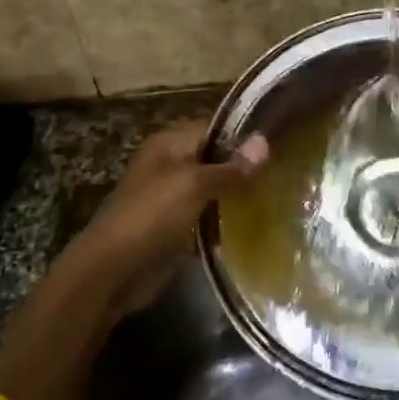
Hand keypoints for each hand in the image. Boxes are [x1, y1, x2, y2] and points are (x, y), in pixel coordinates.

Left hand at [81, 119, 269, 279]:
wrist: (113, 271)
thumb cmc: (151, 215)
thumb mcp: (194, 184)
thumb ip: (230, 167)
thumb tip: (265, 141)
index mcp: (169, 144)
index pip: (215, 128)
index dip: (244, 135)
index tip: (280, 144)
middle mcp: (170, 165)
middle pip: (215, 159)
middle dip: (244, 166)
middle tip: (285, 172)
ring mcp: (173, 198)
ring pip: (214, 189)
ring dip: (238, 194)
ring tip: (278, 195)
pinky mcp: (177, 227)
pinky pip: (208, 216)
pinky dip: (227, 219)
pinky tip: (255, 222)